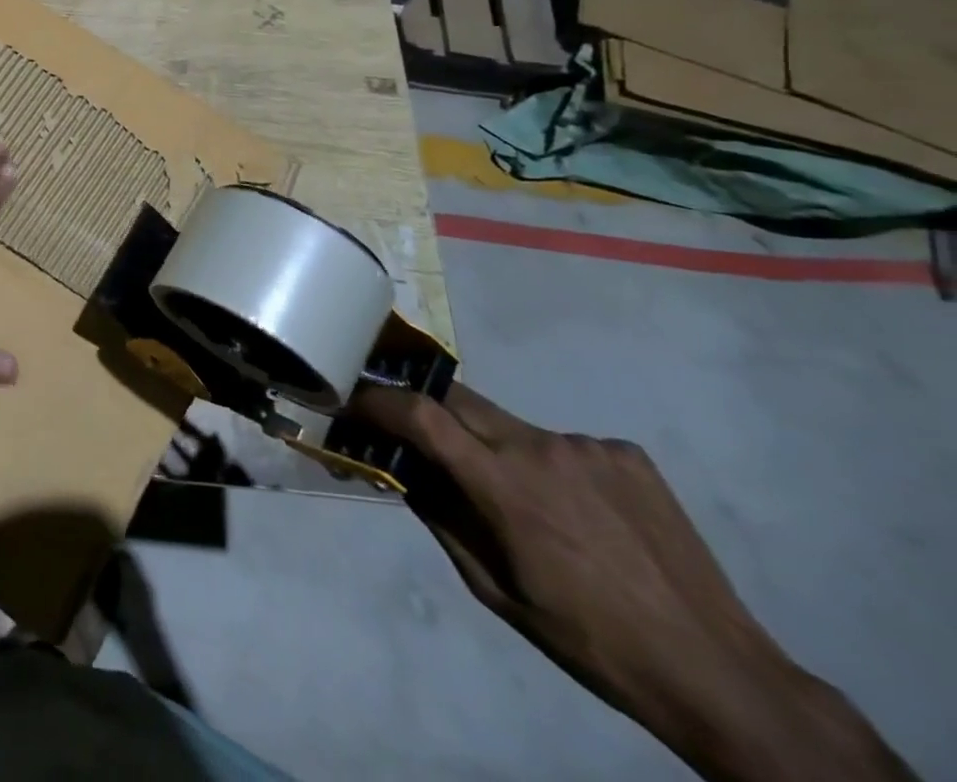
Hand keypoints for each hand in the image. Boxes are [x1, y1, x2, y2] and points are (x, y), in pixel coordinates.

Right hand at [353, 384, 914, 781]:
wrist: (718, 672)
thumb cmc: (590, 640)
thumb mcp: (496, 591)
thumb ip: (441, 518)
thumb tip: (400, 469)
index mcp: (505, 488)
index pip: (421, 416)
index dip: (378, 400)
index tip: (353, 400)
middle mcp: (541, 448)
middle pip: (459, 400)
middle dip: (428, 409)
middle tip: (416, 433)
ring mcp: (589, 445)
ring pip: (513, 425)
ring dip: (496, 446)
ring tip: (524, 500)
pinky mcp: (627, 452)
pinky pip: (565, 443)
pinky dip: (552, 465)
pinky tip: (580, 511)